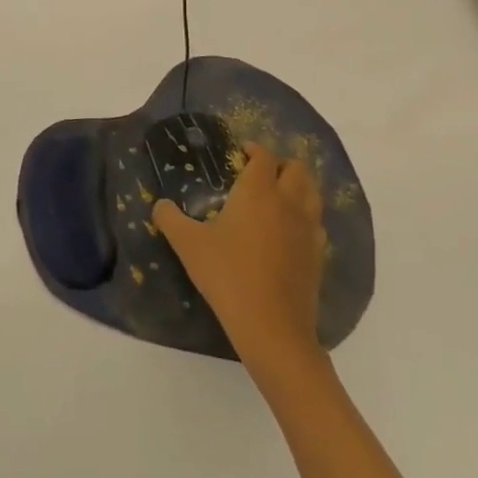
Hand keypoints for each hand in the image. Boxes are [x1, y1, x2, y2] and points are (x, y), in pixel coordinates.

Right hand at [153, 142, 325, 367]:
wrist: (272, 328)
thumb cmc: (228, 275)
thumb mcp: (188, 245)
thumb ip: (170, 219)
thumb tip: (159, 205)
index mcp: (258, 191)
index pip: (264, 156)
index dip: (254, 149)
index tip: (241, 152)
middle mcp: (287, 202)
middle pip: (297, 169)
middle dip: (281, 164)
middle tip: (261, 173)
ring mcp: (307, 229)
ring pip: (312, 193)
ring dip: (298, 187)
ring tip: (279, 196)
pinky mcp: (318, 256)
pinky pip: (317, 223)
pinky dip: (306, 217)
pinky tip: (289, 232)